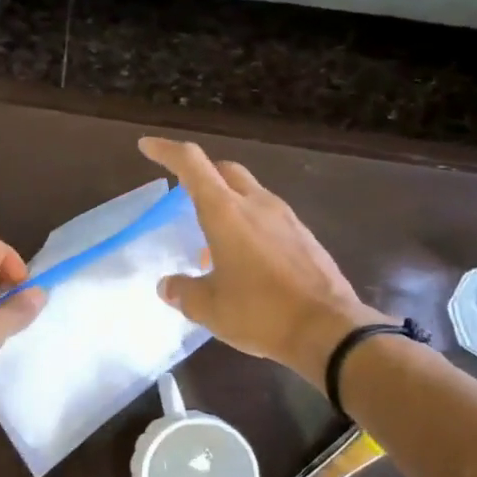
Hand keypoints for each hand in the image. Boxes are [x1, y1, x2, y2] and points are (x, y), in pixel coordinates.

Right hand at [139, 137, 381, 384]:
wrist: (329, 330)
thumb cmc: (260, 313)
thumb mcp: (209, 308)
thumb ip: (183, 291)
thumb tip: (168, 285)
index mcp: (226, 212)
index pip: (192, 164)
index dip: (166, 150)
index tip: (147, 146)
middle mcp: (257, 204)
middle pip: (225, 170)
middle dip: (201, 175)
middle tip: (183, 196)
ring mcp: (286, 218)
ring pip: (249, 193)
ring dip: (227, 204)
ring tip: (212, 242)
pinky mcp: (305, 237)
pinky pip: (269, 217)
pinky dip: (249, 225)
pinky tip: (245, 260)